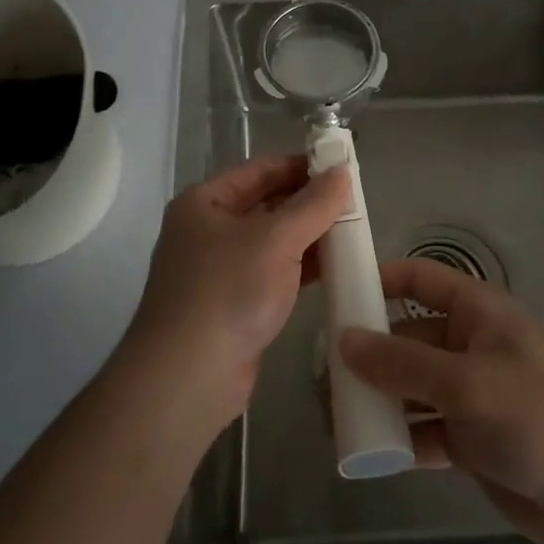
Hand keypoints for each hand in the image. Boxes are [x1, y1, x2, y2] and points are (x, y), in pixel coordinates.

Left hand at [124, 154, 348, 428]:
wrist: (188, 378)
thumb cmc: (227, 292)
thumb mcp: (275, 240)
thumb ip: (313, 204)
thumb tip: (342, 172)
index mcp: (205, 202)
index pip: (261, 170)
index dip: (302, 165)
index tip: (343, 168)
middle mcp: (209, 230)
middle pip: (268, 204)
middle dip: (310, 203)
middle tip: (356, 202)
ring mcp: (221, 270)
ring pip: (274, 241)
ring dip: (310, 236)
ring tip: (354, 231)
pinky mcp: (235, 304)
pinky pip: (275, 272)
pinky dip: (303, 267)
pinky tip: (336, 267)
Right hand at [338, 259, 543, 543]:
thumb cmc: (534, 416)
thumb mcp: (464, 382)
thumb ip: (402, 362)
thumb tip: (343, 340)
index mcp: (476, 312)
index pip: (420, 279)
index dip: (380, 280)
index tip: (338, 295)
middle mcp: (468, 345)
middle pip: (407, 336)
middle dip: (368, 352)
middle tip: (323, 373)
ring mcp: (468, 393)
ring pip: (410, 385)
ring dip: (377, 397)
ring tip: (333, 413)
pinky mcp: (468, 438)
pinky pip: (421, 427)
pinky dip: (397, 436)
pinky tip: (366, 450)